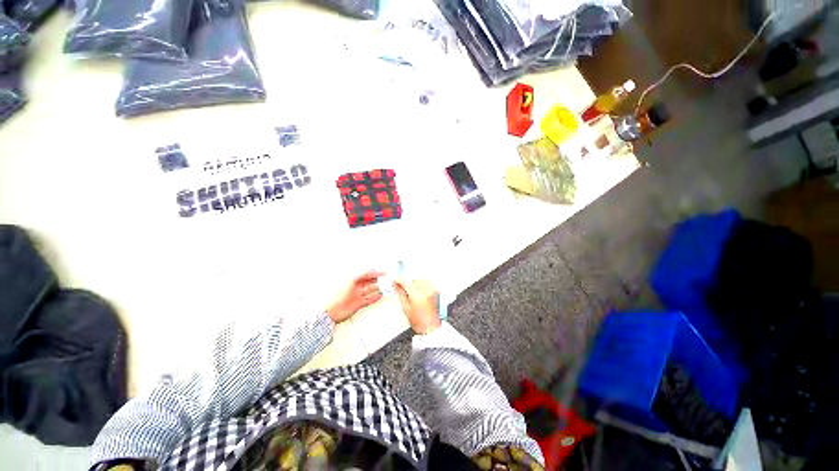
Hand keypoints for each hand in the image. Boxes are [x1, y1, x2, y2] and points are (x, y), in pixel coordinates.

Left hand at [327, 271, 384, 322]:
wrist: (332, 312)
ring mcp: (358, 296)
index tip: (382, 273)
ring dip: (378, 289)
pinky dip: (375, 298)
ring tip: (386, 287)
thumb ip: (361, 274)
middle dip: (377, 281)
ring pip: (370, 291)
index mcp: (353, 281)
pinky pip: (369, 300)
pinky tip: (380, 296)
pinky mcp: (359, 304)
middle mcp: (356, 288)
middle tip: (386, 280)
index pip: (366, 275)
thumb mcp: (351, 281)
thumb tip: (371, 268)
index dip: (374, 273)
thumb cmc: (339, 295)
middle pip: (369, 282)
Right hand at [393, 278, 440, 333]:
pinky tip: (418, 289)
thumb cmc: (420, 323)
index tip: (395, 281)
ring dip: (414, 281)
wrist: (432, 329)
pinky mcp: (436, 292)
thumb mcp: (406, 309)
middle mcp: (426, 290)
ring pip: (421, 278)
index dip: (399, 280)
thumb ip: (401, 295)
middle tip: (401, 285)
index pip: (406, 282)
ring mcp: (433, 290)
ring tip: (410, 288)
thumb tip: (397, 286)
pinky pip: (428, 282)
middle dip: (407, 280)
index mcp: (417, 295)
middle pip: (414, 278)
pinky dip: (422, 283)